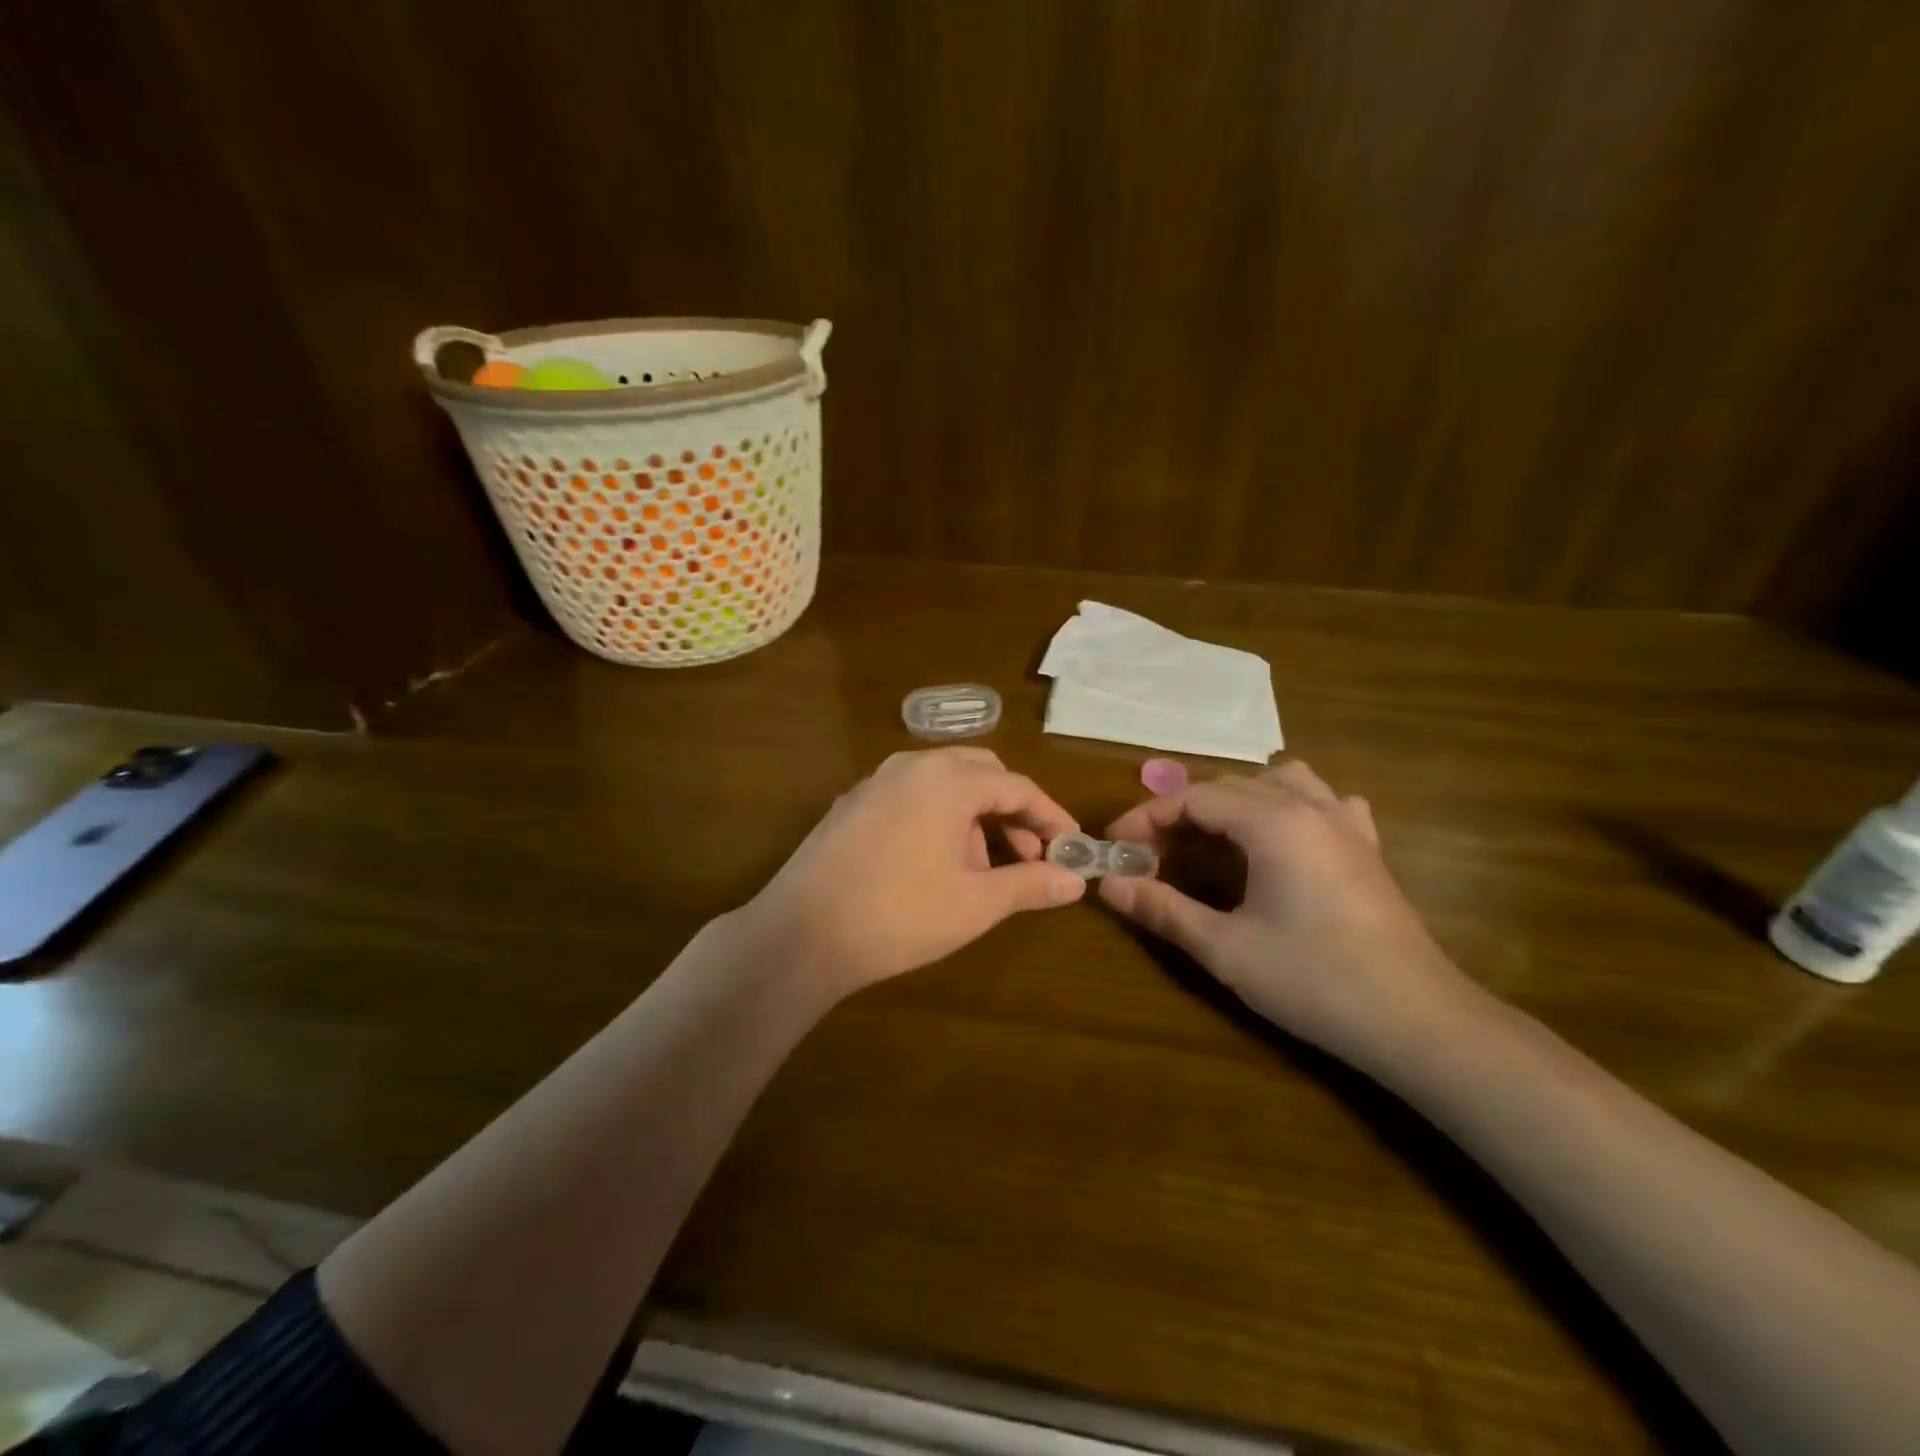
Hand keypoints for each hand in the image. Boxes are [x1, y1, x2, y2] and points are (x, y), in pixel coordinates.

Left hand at [740, 748, 1086, 997]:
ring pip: (943, 783)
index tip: (1071, 846)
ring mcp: (875, 783)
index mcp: (947, 780)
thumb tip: (1077, 881)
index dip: (1050, 816)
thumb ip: (1030, 884)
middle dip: (1011, 810)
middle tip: (1028, 854)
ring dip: (973, 816)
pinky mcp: (851, 805)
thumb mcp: (975, 903)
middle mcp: (911, 766)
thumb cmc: (899, 915)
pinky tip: (933, 864)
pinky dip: (937, 817)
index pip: (1016, 786)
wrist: (801, 934)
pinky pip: (910, 796)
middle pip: (980, 772)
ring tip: (980, 869)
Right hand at [1099, 761, 1475, 1071]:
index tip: (1115, 845)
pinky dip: (1293, 806)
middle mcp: (1310, 807)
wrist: (1417, 1022)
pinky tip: (1286, 838)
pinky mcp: (1367, 849)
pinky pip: (1326, 802)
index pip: (1194, 798)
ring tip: (1214, 836)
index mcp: (1273, 822)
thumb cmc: (1314, 981)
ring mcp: (1346, 825)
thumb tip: (1108, 885)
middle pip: (1230, 787)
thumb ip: (1162, 909)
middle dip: (1182, 813)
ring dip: (1237, 799)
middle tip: (1151, 854)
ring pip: (1281, 781)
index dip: (1146, 817)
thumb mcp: (1225, 948)